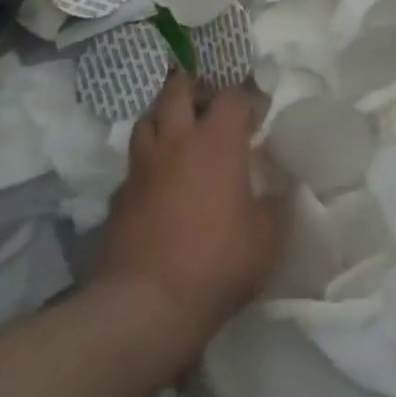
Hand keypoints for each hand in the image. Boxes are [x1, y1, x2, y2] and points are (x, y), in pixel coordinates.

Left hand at [95, 75, 283, 355]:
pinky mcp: (117, 198)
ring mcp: (142, 167)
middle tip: (207, 104)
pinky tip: (155, 187)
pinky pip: (132, 168)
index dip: (246, 100)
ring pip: (147, 120)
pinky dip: (145, 168)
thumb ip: (274, 205)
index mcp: (217, 140)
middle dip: (194, 88)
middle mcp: (177, 141)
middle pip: (178, 89)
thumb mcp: (266, 238)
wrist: (145, 308)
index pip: (233, 95)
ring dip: (163, 119)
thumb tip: (277, 190)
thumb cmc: (216, 263)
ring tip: (177, 135)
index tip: (256, 116)